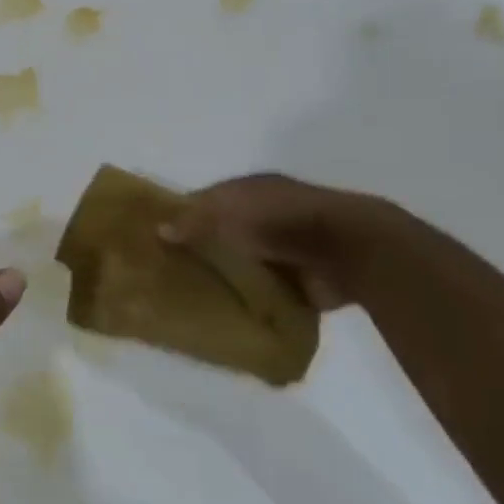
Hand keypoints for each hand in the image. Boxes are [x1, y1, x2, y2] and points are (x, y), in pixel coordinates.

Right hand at [159, 173, 388, 311]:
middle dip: (201, 249)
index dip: (182, 216)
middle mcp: (266, 216)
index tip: (156, 237)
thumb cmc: (279, 219)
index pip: (207, 201)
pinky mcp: (299, 282)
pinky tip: (224, 313)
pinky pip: (264, 292)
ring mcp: (284, 250)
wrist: (347, 250)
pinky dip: (249, 301)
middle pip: (223, 233)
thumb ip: (192, 220)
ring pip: (243, 263)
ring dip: (225, 276)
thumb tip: (158, 230)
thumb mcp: (226, 211)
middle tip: (168, 270)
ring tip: (191, 296)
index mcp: (250, 190)